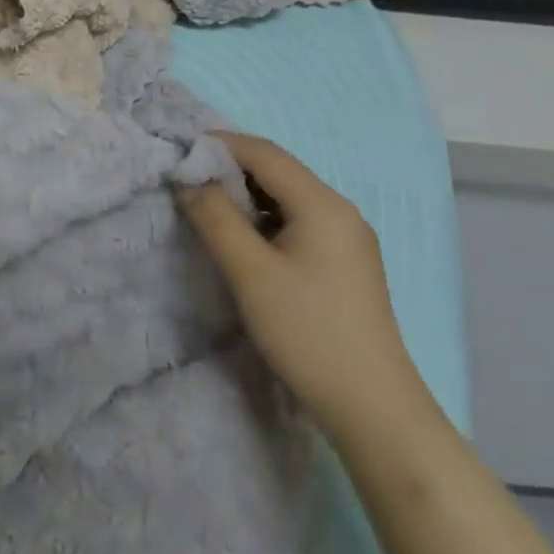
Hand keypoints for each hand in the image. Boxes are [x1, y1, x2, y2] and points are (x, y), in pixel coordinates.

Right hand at [182, 132, 436, 443]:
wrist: (373, 408)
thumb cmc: (308, 332)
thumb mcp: (250, 273)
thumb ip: (215, 218)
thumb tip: (188, 179)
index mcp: (322, 203)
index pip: (264, 152)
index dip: (219, 144)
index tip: (180, 152)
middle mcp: (340, 209)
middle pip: (278, 171)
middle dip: (231, 168)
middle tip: (188, 179)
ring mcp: (347, 237)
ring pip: (288, 197)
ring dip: (247, 195)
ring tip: (208, 206)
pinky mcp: (346, 263)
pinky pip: (299, 221)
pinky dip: (266, 218)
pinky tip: (245, 239)